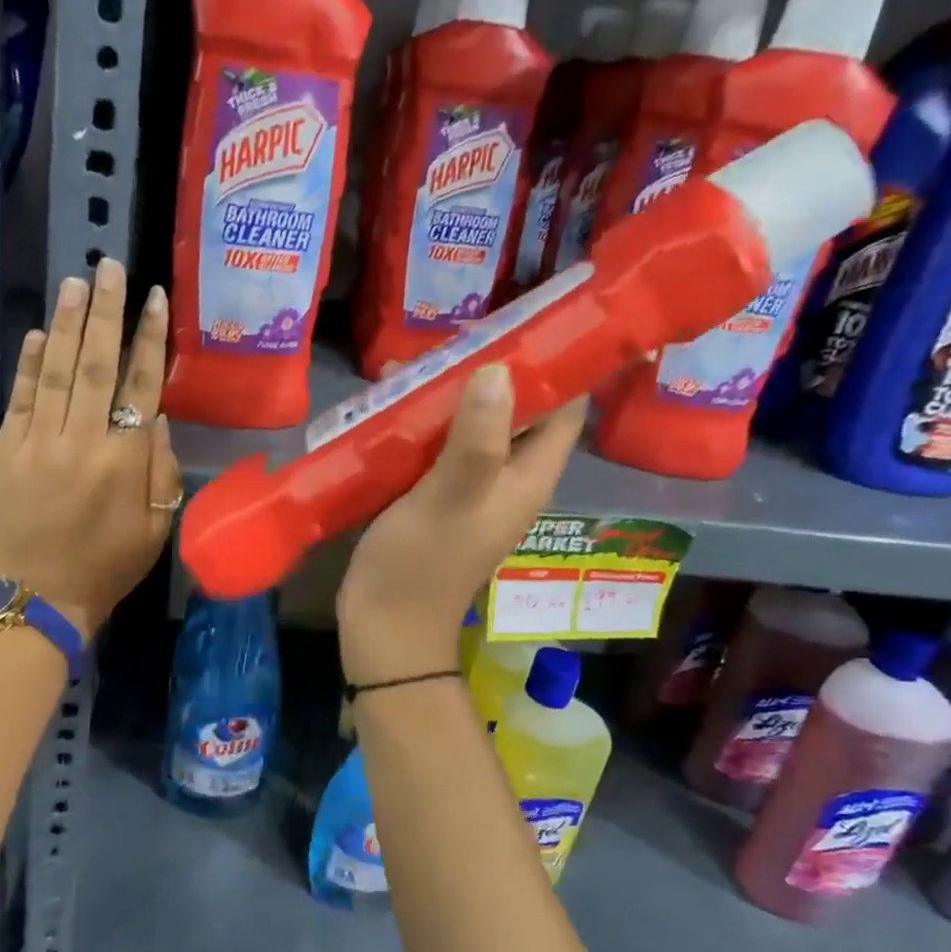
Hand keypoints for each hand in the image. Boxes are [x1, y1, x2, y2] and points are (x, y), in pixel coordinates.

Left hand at [0, 258, 182, 636]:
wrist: (38, 598)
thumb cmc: (109, 566)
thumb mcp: (157, 527)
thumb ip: (161, 468)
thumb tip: (157, 415)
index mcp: (125, 460)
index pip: (141, 384)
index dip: (150, 338)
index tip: (155, 299)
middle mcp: (82, 441)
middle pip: (98, 364)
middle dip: (107, 312)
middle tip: (110, 267)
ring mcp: (39, 443)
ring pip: (58, 372)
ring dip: (69, 325)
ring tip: (77, 282)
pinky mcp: (7, 452)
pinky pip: (21, 399)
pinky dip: (31, 364)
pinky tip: (41, 333)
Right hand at [336, 365, 584, 685]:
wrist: (384, 629)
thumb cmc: (418, 565)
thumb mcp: (449, 497)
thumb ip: (476, 438)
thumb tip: (499, 369)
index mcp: (528, 476)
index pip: (566, 408)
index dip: (557, 364)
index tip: (526, 321)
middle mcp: (509, 478)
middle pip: (519, 410)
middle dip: (494, 370)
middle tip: (458, 334)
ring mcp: (473, 488)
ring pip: (476, 424)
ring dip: (454, 393)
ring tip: (417, 359)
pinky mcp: (438, 496)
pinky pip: (442, 445)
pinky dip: (426, 419)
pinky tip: (393, 399)